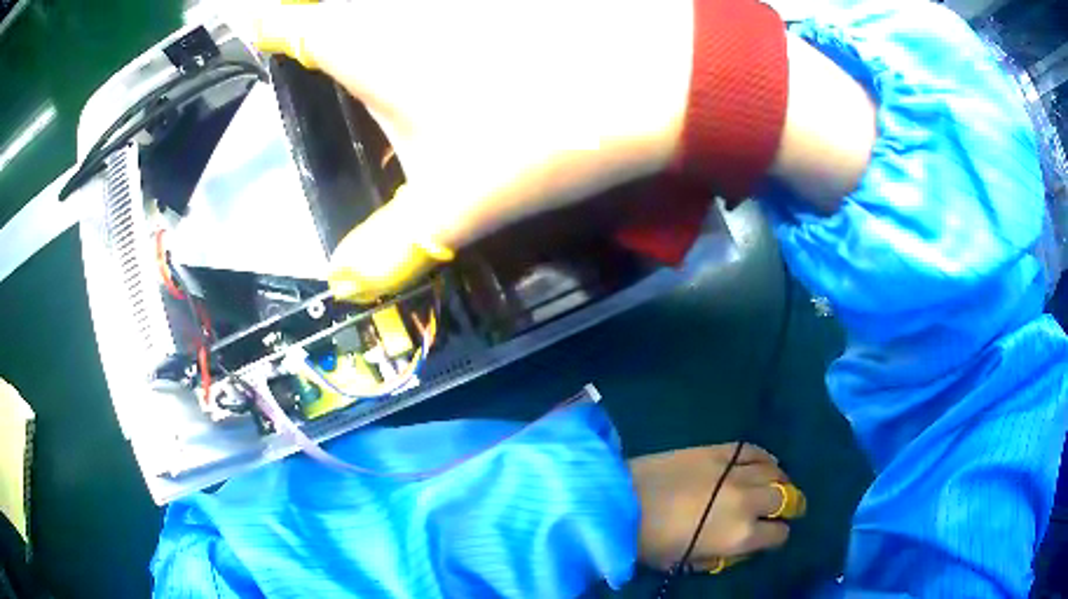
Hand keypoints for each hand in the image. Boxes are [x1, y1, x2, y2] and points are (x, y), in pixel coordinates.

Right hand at [252, 1, 692, 299]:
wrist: (656, 76)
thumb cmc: (541, 130)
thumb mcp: (454, 202)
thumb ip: (390, 247)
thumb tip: (344, 285)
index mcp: (357, 38)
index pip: (279, 23)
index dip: (262, 29)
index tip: (252, 39)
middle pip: (330, 10)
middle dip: (317, 34)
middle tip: (316, 65)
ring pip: (384, 8)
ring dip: (373, 27)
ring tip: (391, 74)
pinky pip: (436, 9)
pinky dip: (428, 20)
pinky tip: (446, 46)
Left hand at [628, 444, 804, 572]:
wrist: (621, 502)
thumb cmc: (650, 543)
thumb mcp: (688, 563)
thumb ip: (722, 556)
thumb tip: (741, 547)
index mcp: (740, 536)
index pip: (779, 535)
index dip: (777, 536)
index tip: (771, 535)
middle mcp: (747, 502)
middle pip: (785, 499)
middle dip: (788, 506)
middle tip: (784, 507)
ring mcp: (735, 472)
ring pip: (775, 472)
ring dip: (780, 481)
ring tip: (777, 485)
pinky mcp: (720, 450)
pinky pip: (755, 450)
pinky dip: (765, 458)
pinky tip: (765, 463)